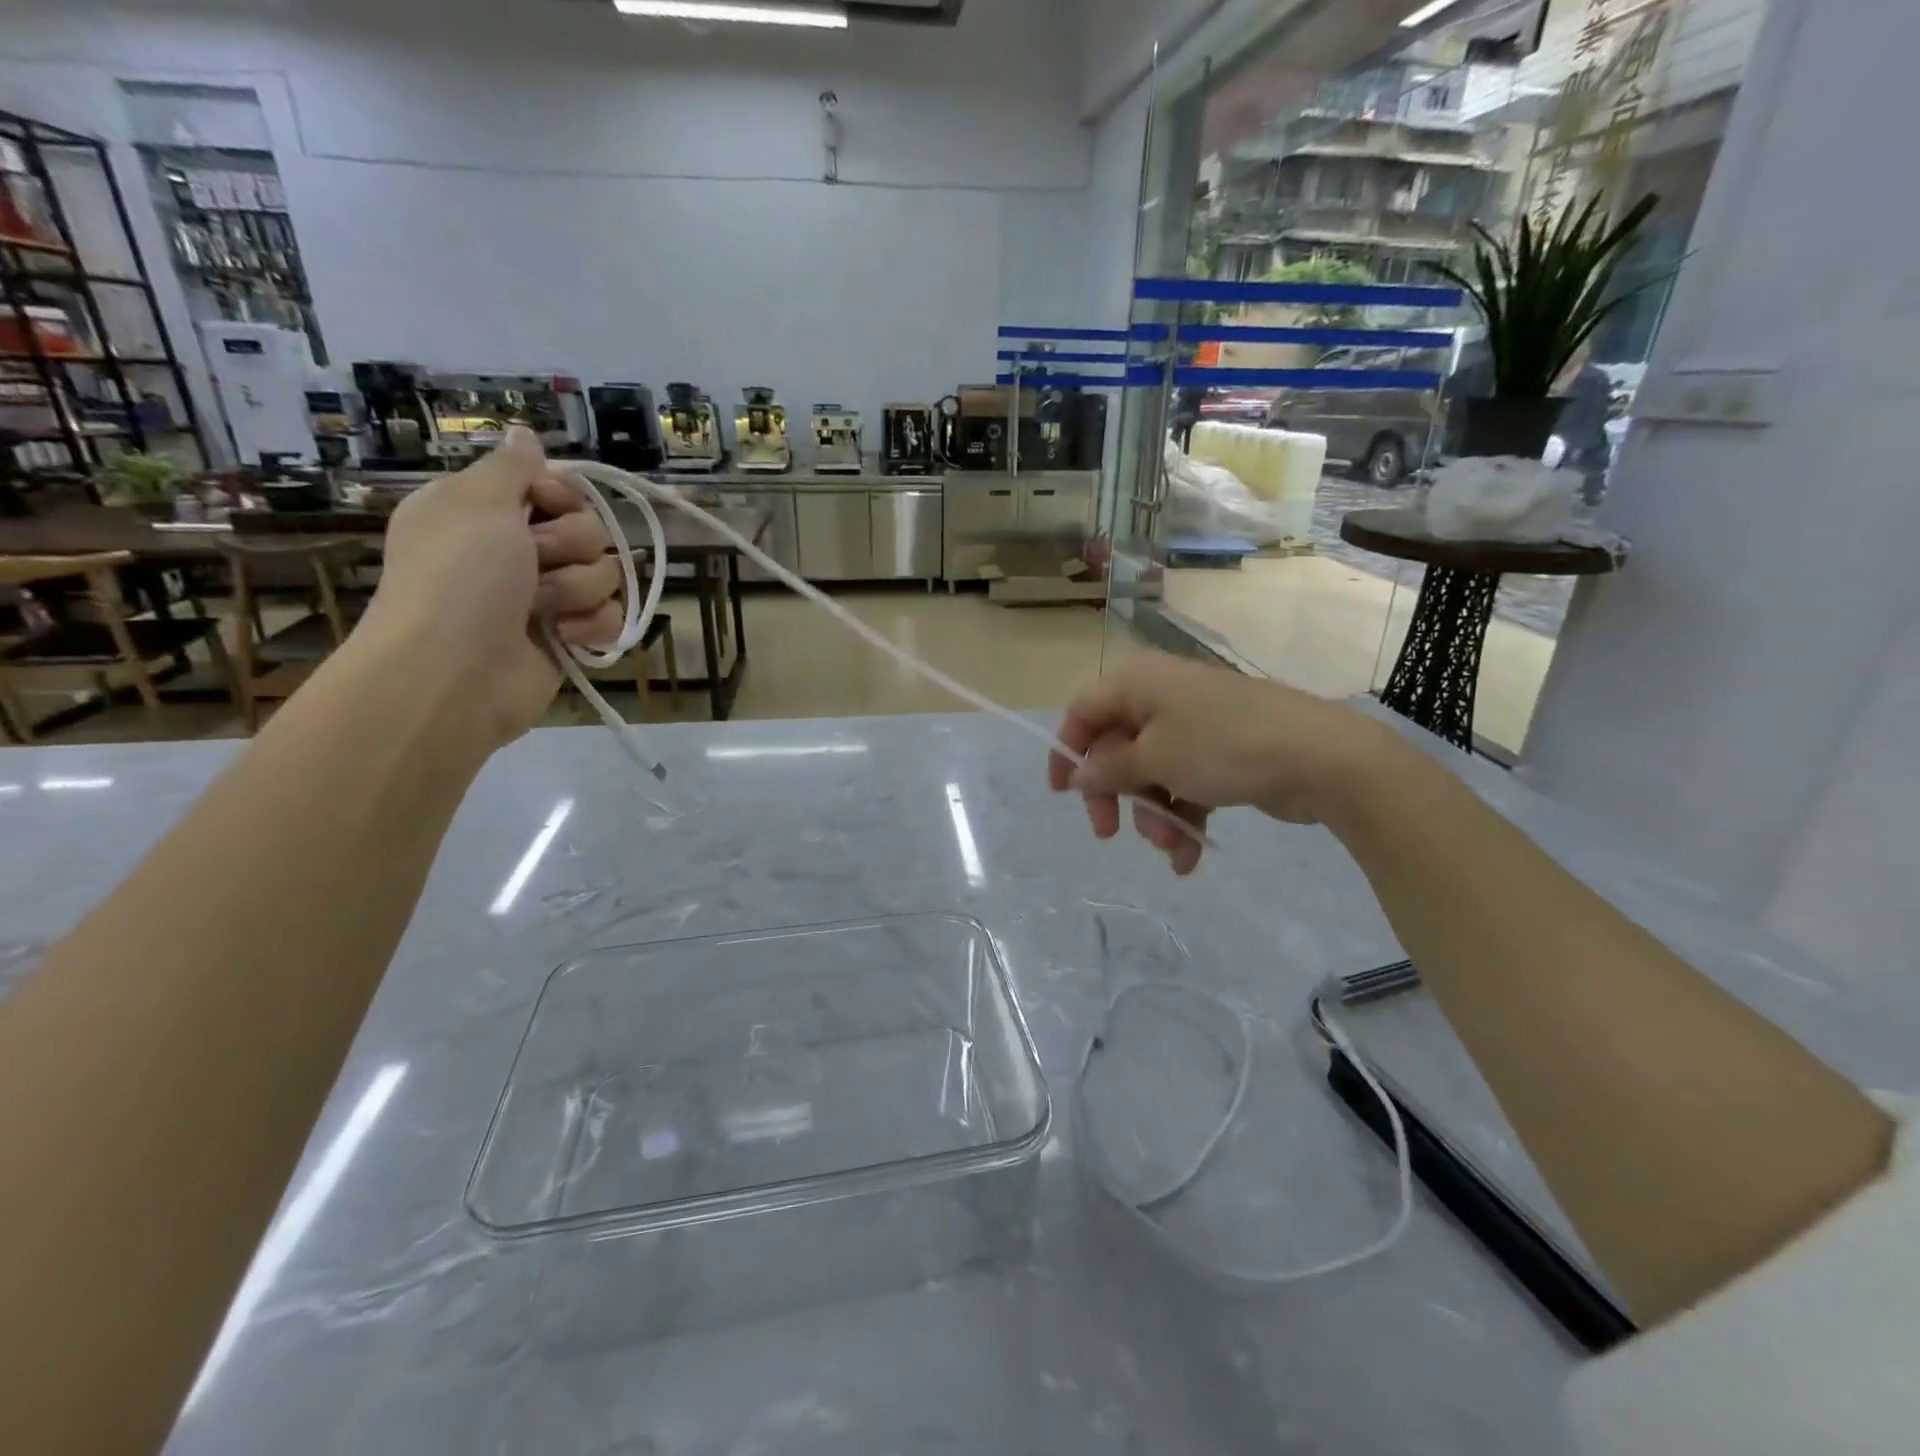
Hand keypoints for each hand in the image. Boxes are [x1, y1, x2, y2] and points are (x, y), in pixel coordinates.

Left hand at [358, 426, 621, 747]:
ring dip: (576, 588)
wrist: (456, 670)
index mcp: (488, 512)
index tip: (541, 506)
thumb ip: (510, 466)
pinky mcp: (570, 636)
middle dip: (569, 546)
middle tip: (533, 563)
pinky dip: (591, 625)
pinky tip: (563, 636)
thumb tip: (524, 433)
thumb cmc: (459, 577)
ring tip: (540, 609)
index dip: (560, 495)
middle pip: (589, 528)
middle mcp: (518, 550)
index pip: (556, 486)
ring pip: (606, 573)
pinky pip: (611, 616)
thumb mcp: (476, 502)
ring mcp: (547, 597)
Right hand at [1047, 654, 1396, 873]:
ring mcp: (1196, 726)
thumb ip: (1109, 768)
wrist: (1322, 758)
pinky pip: (1186, 784)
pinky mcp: (1223, 754)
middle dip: (1115, 795)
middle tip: (1107, 833)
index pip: (1083, 712)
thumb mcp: (1155, 758)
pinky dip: (1184, 817)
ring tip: (1170, 845)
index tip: (1063, 795)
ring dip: (1154, 814)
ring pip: (1152, 773)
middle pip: (1116, 748)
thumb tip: (1079, 773)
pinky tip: (1189, 857)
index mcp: (1139, 684)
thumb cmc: (1223, 747)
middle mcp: (1163, 698)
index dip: (1067, 752)